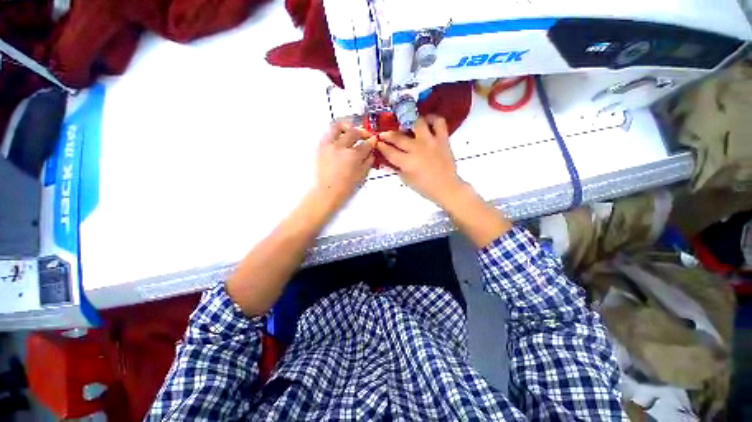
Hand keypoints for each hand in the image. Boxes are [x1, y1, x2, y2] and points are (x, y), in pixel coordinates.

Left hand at [314, 122, 375, 209]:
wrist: (327, 192)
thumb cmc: (346, 187)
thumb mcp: (361, 175)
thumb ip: (368, 162)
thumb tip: (371, 152)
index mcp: (353, 156)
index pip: (366, 144)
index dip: (372, 142)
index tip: (374, 141)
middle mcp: (340, 147)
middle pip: (353, 132)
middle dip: (362, 132)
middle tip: (366, 136)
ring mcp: (329, 145)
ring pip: (337, 126)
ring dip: (347, 126)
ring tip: (351, 130)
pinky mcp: (320, 146)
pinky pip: (328, 133)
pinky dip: (336, 132)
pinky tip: (341, 137)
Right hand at [376, 115, 465, 206]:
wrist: (446, 187)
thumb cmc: (424, 187)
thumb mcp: (406, 180)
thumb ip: (396, 168)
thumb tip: (387, 161)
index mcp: (407, 162)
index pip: (389, 151)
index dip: (381, 146)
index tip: (377, 142)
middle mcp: (416, 149)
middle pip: (398, 137)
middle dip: (388, 135)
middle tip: (384, 134)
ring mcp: (430, 142)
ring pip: (416, 123)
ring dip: (409, 123)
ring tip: (407, 126)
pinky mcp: (442, 139)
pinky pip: (438, 122)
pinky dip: (432, 119)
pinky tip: (427, 121)